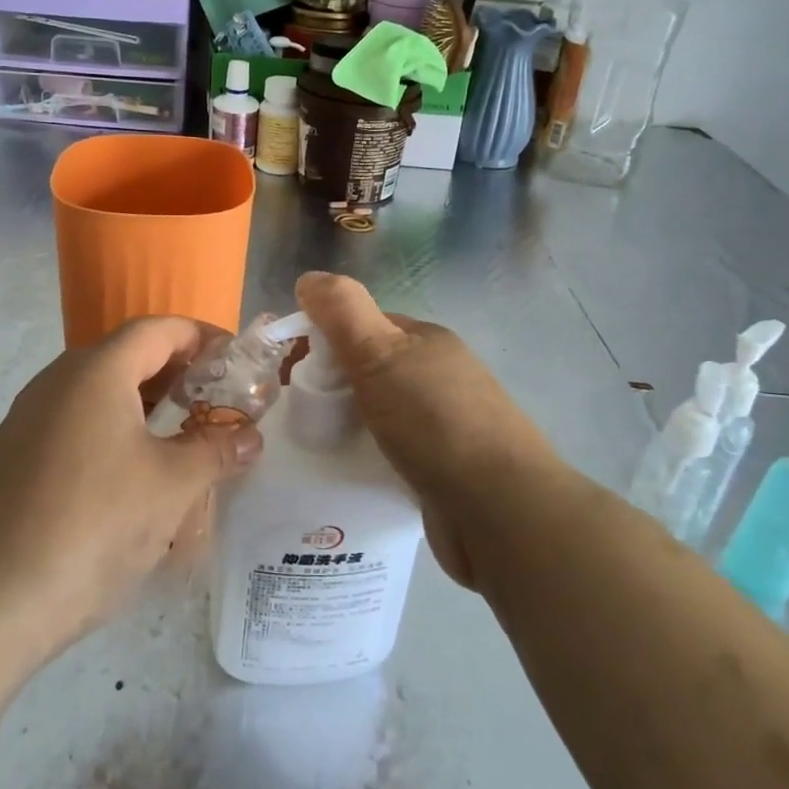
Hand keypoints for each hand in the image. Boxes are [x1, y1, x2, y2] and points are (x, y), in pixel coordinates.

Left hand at [0, 316, 262, 664]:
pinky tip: (132, 478)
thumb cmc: (90, 528)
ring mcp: (28, 419)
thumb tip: (251, 436)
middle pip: (128, 356)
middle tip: (218, 404)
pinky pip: (76, 424)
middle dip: (179, 374)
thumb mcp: (170, 488)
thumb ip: (216, 451)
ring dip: (146, 406)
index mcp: (96, 371)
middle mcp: (57, 381)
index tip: (238, 363)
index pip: (160, 329)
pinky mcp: (13, 457)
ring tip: (184, 440)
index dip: (204, 338)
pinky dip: (114, 432)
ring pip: (100, 393)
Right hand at [296, 272, 561, 589]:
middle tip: (298, 413)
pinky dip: (368, 457)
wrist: (499, 510)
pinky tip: (348, 473)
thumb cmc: (434, 420)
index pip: (363, 325)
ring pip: (380, 413)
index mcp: (426, 341)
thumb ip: (341, 311)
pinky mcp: (445, 469)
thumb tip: (308, 278)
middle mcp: (439, 375)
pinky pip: (393, 452)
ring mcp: (446, 424)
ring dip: (348, 424)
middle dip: (332, 385)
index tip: (289, 371)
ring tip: (315, 446)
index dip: (322, 338)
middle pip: (369, 369)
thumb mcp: (380, 352)